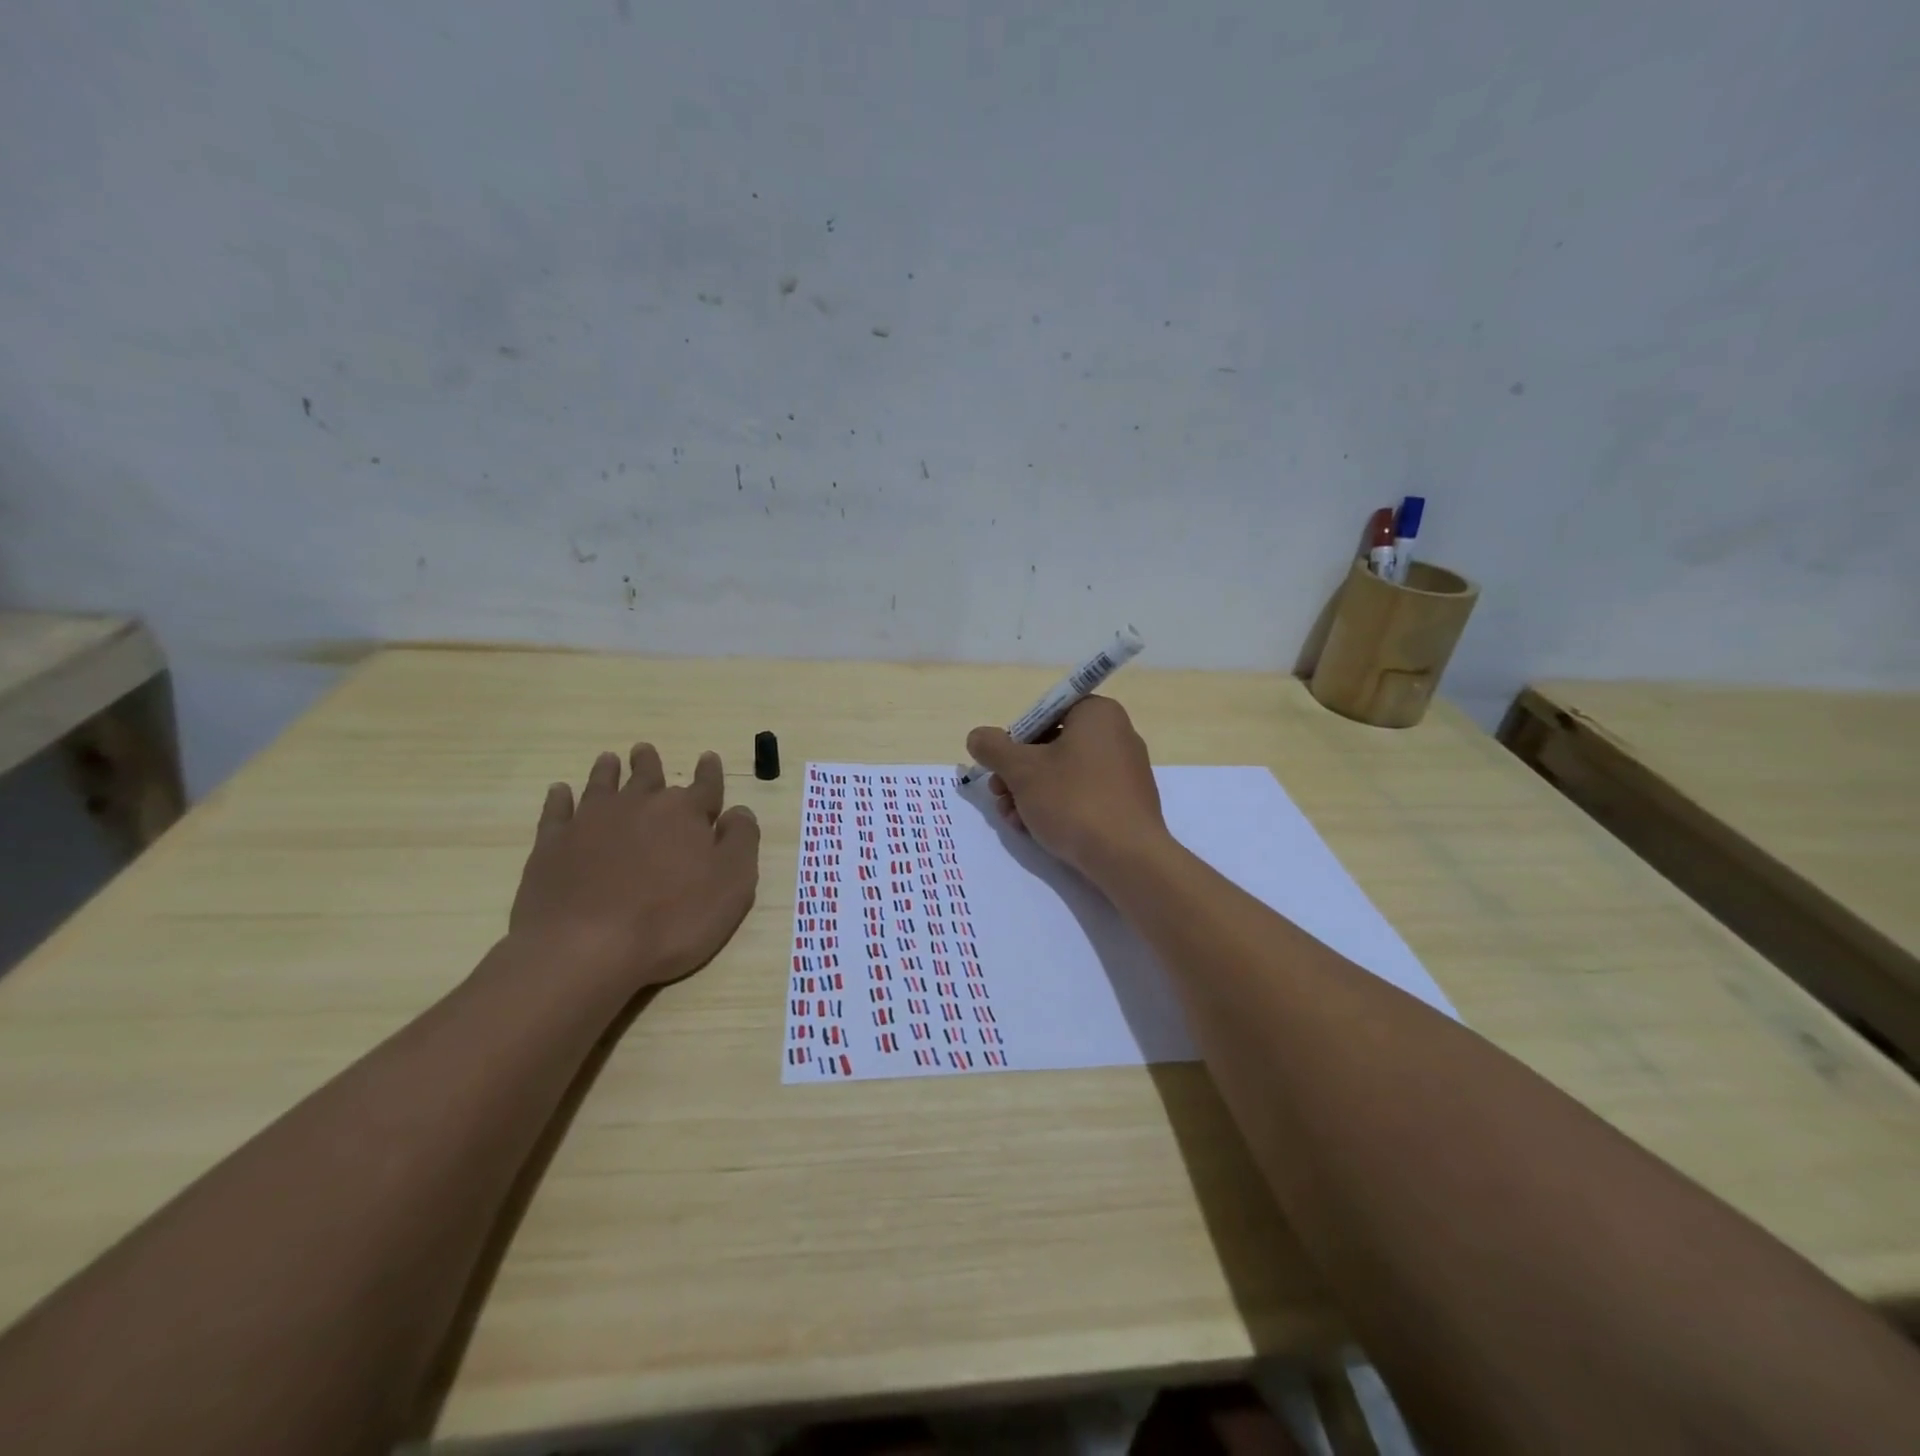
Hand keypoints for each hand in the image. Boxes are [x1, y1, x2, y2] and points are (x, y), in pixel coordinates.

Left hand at [508, 745, 759, 993]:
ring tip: (608, 759)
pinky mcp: (552, 845)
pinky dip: (559, 799)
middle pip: (647, 777)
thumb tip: (739, 811)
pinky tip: (560, 791)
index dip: (709, 773)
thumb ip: (741, 841)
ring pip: (602, 786)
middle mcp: (638, 806)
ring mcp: (590, 823)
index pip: (704, 786)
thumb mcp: (732, 884)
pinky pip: (556, 812)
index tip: (708, 757)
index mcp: (684, 813)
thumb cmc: (673, 919)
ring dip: (607, 772)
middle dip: (649, 764)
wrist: (586, 947)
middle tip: (644, 750)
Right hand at [966, 697, 1171, 884]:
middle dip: (1018, 773)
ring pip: (1063, 774)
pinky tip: (1034, 829)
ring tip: (1012, 819)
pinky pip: (1083, 795)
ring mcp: (1125, 770)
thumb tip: (977, 737)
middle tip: (999, 795)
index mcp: (1097, 713)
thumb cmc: (1074, 800)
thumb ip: (993, 748)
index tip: (1001, 766)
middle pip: (1051, 745)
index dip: (1015, 739)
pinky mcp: (1126, 802)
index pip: (1045, 713)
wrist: (1128, 857)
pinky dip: (1056, 807)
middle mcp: (1116, 734)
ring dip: (1030, 794)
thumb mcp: (1022, 771)